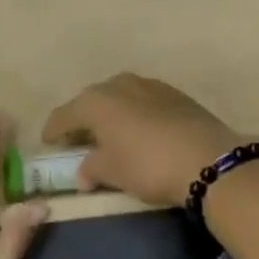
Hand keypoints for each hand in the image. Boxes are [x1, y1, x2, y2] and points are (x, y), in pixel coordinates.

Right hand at [42, 73, 247, 207]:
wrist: (209, 160)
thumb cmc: (147, 165)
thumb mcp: (112, 173)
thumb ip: (92, 169)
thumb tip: (84, 173)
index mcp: (95, 101)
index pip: (64, 115)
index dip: (53, 130)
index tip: (48, 143)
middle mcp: (119, 85)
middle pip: (92, 100)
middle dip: (83, 119)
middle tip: (80, 139)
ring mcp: (150, 86)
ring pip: (120, 97)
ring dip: (112, 113)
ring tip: (111, 134)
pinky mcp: (176, 94)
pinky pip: (144, 101)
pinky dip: (135, 114)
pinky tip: (141, 131)